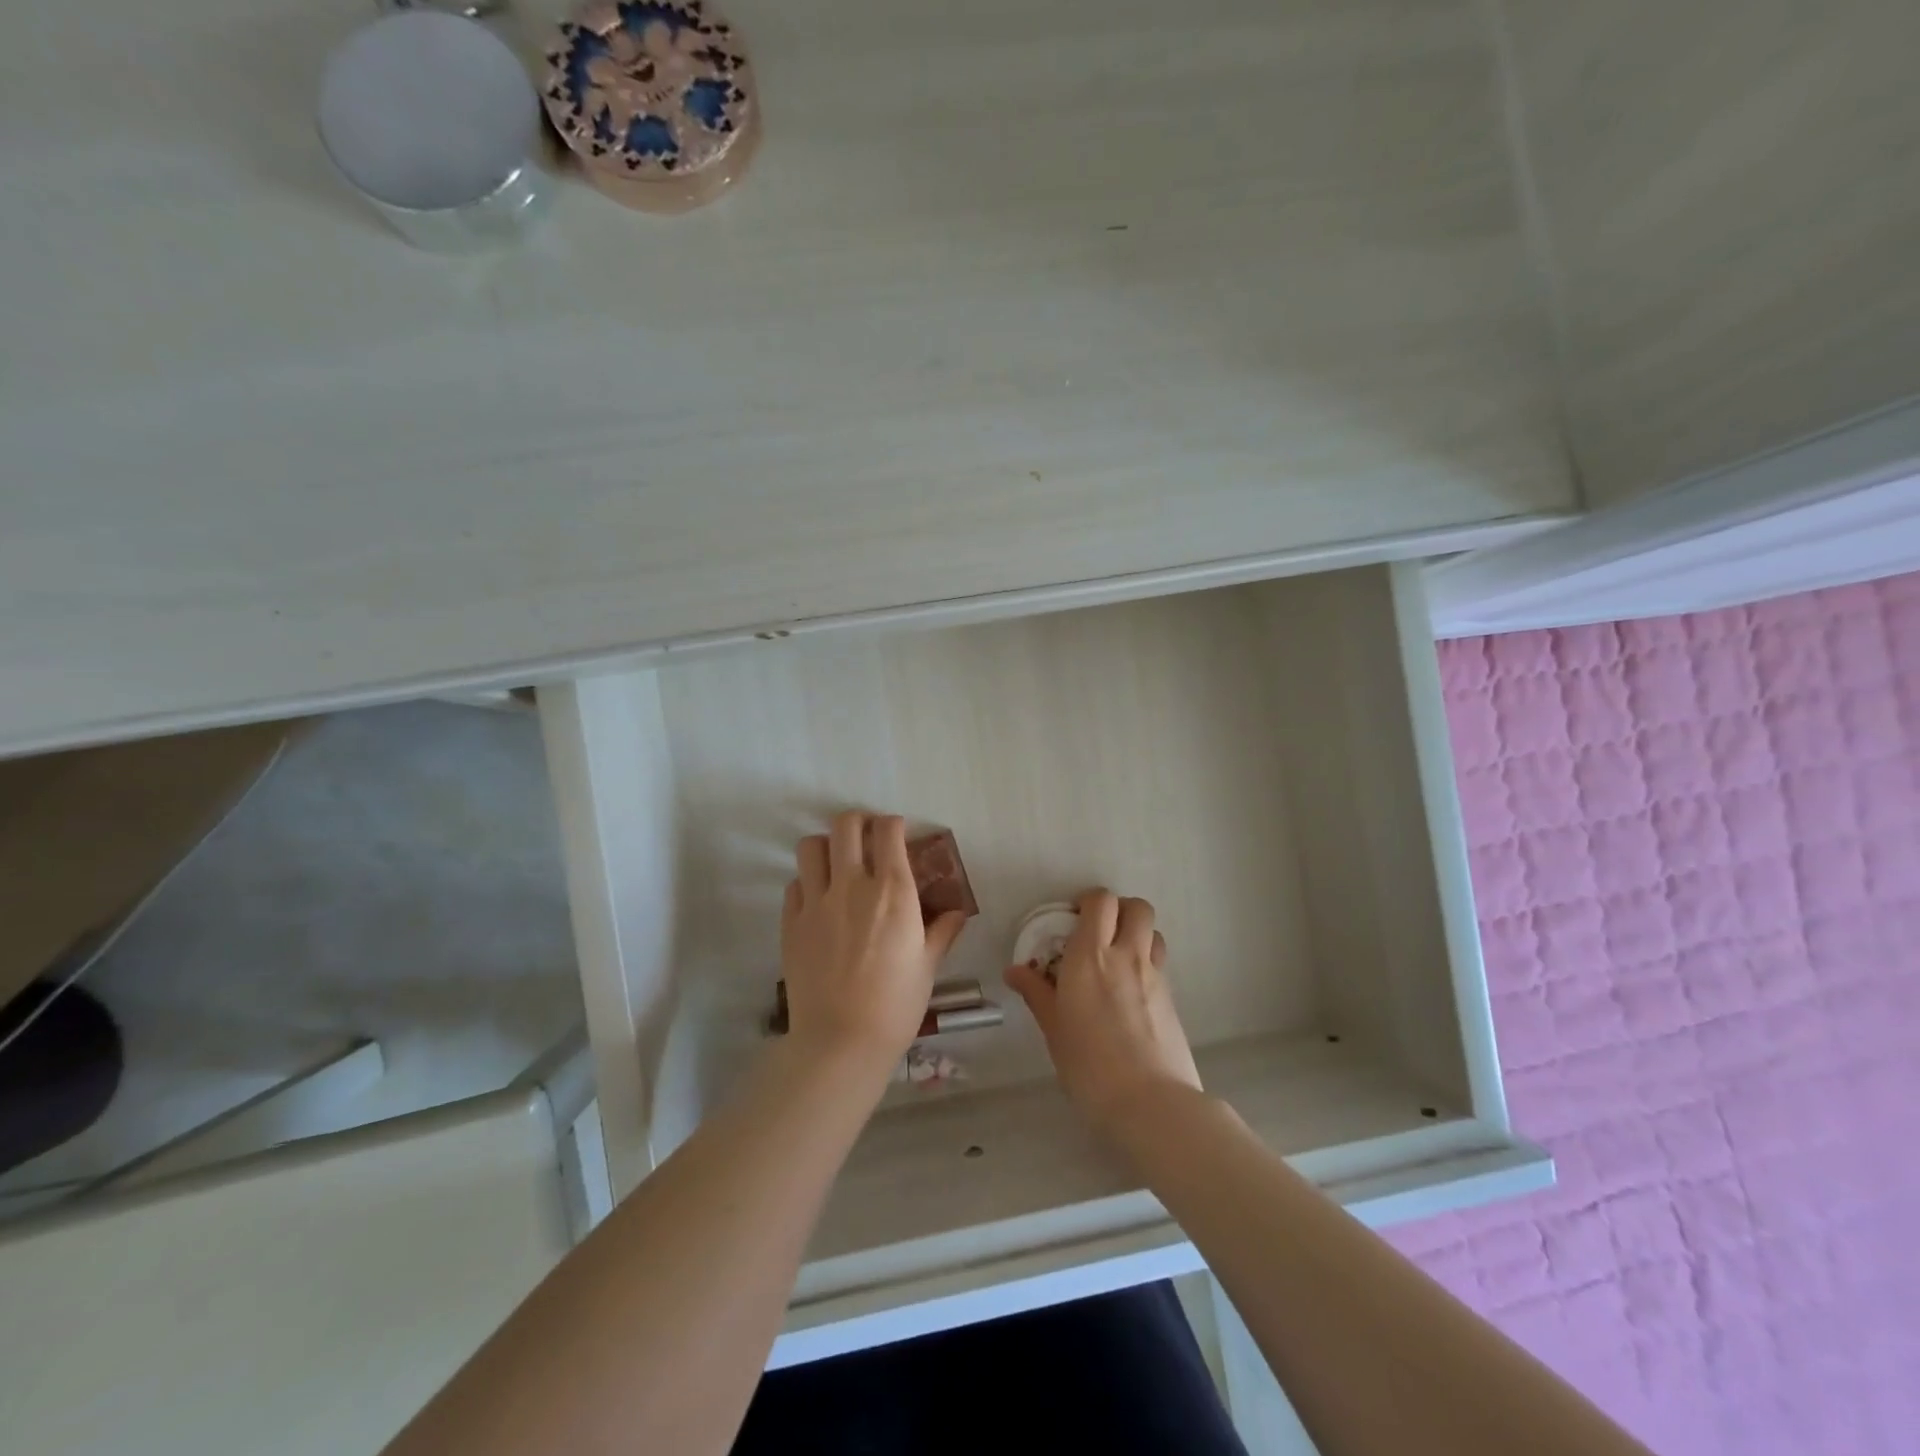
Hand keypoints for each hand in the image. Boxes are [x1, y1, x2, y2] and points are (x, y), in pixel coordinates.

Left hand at [780, 810, 967, 1080]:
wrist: (841, 1041)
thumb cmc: (896, 1004)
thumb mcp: (928, 966)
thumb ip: (942, 931)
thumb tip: (956, 912)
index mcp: (892, 890)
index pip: (888, 830)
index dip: (893, 825)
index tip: (897, 834)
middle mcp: (852, 884)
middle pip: (845, 825)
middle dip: (858, 822)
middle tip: (866, 839)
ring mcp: (816, 901)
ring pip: (811, 846)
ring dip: (826, 847)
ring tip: (837, 864)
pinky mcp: (791, 922)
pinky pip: (795, 884)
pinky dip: (807, 883)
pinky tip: (819, 901)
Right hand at [1006, 889, 1201, 1137]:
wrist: (1150, 1103)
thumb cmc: (1089, 1065)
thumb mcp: (1054, 1029)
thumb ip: (1036, 993)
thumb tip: (1014, 970)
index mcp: (1091, 956)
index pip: (1100, 901)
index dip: (1088, 901)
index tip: (1072, 919)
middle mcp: (1126, 955)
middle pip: (1136, 907)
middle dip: (1119, 909)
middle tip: (1098, 931)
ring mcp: (1154, 975)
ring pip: (1153, 932)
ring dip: (1137, 933)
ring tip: (1117, 957)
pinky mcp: (1172, 998)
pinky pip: (1159, 962)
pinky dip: (1146, 962)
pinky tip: (1130, 991)